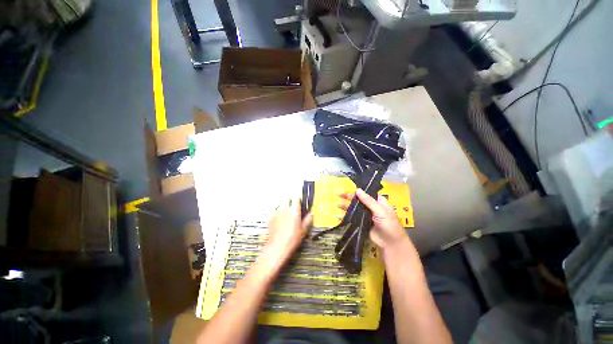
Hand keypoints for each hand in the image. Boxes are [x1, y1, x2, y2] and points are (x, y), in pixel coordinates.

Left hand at [266, 199, 312, 261]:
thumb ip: (308, 220)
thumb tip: (310, 215)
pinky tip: (279, 221)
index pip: (297, 198)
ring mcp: (276, 213)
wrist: (278, 247)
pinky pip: (274, 212)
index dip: (299, 200)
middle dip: (290, 203)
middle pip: (287, 200)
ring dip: (283, 209)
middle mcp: (284, 209)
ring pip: (280, 206)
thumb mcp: (303, 230)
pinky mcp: (270, 218)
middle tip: (293, 211)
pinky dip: (277, 215)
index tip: (300, 203)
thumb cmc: (291, 239)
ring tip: (286, 217)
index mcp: (294, 210)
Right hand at [338, 189, 411, 252]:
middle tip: (340, 195)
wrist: (390, 243)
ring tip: (337, 205)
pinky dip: (345, 217)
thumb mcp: (380, 211)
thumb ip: (368, 201)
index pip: (366, 193)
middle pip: (358, 200)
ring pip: (354, 209)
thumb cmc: (389, 224)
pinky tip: (338, 216)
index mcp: (378, 202)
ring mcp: (365, 215)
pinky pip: (352, 218)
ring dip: (346, 207)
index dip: (358, 191)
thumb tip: (357, 190)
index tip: (349, 189)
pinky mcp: (361, 223)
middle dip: (349, 198)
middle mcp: (371, 207)